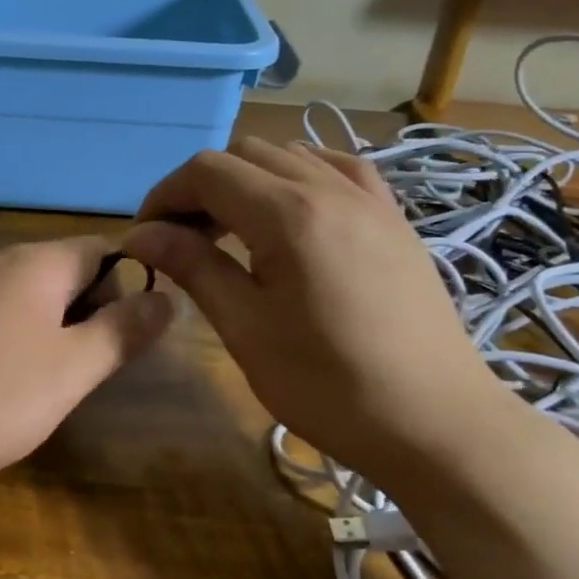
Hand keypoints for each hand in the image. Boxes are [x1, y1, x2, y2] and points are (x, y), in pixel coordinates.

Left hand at [0, 237, 173, 488]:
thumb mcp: (70, 370)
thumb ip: (122, 331)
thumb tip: (169, 296)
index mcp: (37, 263)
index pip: (104, 249)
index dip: (128, 287)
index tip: (125, 339)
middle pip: (66, 271)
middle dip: (89, 314)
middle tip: (83, 372)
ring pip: (28, 296)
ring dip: (51, 331)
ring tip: (43, 386)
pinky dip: (11, 340)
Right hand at [124, 138, 509, 487]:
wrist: (438, 424)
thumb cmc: (331, 386)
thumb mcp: (247, 329)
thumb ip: (193, 267)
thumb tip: (140, 235)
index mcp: (288, 214)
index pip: (206, 171)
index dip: (165, 195)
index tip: (146, 238)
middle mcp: (329, 187)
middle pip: (243, 154)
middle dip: (201, 187)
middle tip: (183, 239)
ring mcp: (369, 198)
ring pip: (289, 154)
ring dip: (247, 179)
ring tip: (233, 229)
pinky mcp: (392, 216)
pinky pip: (336, 168)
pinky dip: (298, 176)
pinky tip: (292, 211)